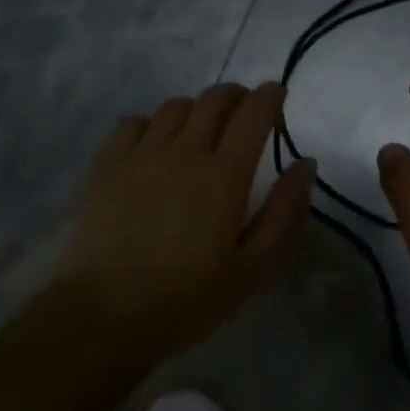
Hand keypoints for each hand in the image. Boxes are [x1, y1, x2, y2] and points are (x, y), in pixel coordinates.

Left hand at [58, 82, 315, 355]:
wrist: (104, 315)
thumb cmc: (187, 299)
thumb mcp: (253, 268)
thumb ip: (284, 212)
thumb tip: (305, 163)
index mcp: (224, 175)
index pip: (253, 113)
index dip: (269, 96)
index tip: (277, 95)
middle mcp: (184, 152)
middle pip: (214, 99)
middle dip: (236, 96)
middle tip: (244, 112)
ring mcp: (140, 155)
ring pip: (174, 107)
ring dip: (196, 109)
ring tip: (201, 130)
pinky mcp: (106, 166)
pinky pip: (133, 122)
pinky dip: (153, 123)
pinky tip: (154, 144)